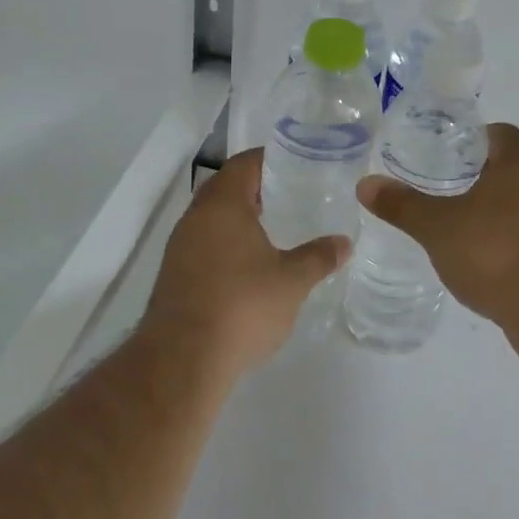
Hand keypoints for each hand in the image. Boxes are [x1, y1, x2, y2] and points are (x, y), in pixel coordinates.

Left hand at [143, 148, 349, 377]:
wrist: (182, 360)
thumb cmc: (242, 306)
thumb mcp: (292, 281)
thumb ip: (318, 257)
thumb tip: (344, 242)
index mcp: (223, 204)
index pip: (245, 163)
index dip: (270, 158)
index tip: (297, 162)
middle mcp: (196, 217)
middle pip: (226, 186)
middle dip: (256, 186)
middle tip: (290, 191)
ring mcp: (180, 246)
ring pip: (212, 216)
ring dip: (239, 215)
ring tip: (274, 225)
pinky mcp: (174, 274)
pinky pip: (204, 242)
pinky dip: (226, 241)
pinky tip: (249, 262)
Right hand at [356, 123, 518, 327]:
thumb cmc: (494, 252)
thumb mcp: (437, 227)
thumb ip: (402, 204)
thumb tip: (365, 184)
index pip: (502, 133)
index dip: (474, 138)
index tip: (448, 153)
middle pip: (514, 168)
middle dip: (482, 176)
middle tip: (447, 189)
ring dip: (500, 210)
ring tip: (465, 227)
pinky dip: (513, 240)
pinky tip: (490, 262)